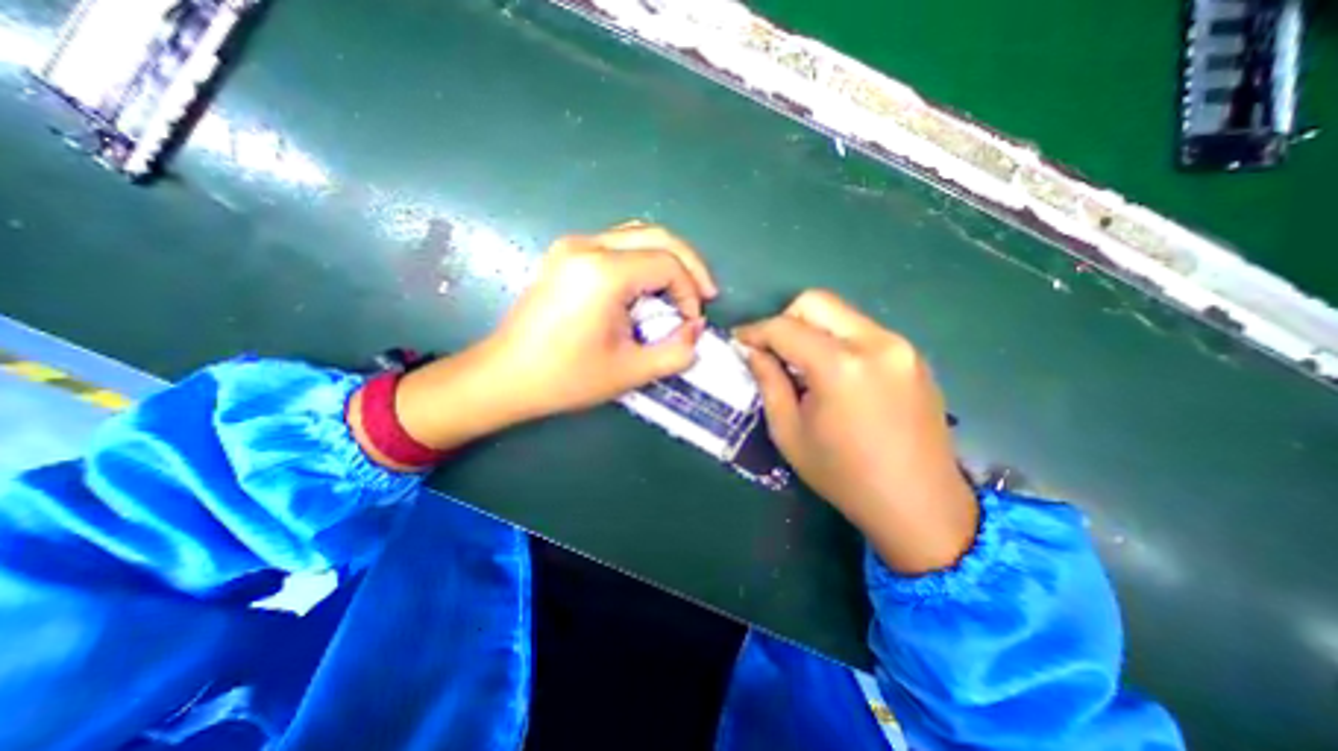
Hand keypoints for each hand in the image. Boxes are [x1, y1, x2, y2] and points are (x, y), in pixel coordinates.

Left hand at [385, 222, 721, 456]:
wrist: (505, 376)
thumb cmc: (565, 378)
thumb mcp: (630, 372)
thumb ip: (676, 351)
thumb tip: (697, 329)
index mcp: (603, 272)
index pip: (667, 264)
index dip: (689, 291)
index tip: (692, 323)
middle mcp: (587, 246)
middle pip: (657, 236)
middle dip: (689, 264)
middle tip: (705, 294)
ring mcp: (573, 246)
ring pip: (637, 234)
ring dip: (667, 258)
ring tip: (682, 289)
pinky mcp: (566, 254)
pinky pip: (618, 244)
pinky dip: (643, 260)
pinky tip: (650, 286)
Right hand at [738, 289, 980, 571]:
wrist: (920, 505)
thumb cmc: (844, 475)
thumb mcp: (790, 432)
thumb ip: (768, 382)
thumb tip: (752, 351)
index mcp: (840, 366)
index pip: (785, 327)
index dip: (755, 331)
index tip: (739, 341)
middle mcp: (875, 343)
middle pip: (816, 302)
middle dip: (785, 320)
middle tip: (773, 351)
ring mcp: (900, 346)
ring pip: (841, 314)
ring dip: (812, 330)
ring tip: (802, 366)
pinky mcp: (913, 356)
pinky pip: (862, 331)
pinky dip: (837, 341)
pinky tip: (834, 374)